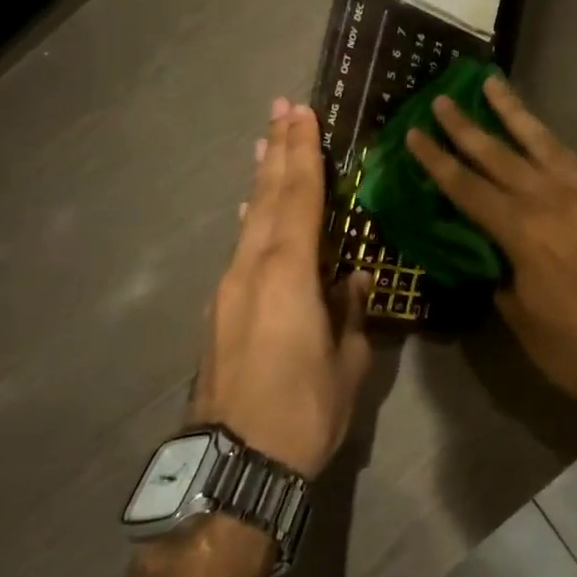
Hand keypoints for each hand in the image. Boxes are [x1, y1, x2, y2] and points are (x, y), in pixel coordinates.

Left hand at [192, 99, 370, 477]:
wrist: (232, 467)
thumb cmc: (303, 411)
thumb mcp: (347, 363)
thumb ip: (351, 313)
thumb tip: (356, 278)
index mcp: (289, 273)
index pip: (300, 198)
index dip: (304, 154)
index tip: (303, 115)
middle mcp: (252, 268)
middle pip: (268, 197)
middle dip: (278, 150)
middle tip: (282, 108)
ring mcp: (229, 288)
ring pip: (250, 219)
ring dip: (261, 179)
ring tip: (265, 144)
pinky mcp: (219, 310)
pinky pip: (241, 247)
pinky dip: (252, 217)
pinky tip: (252, 210)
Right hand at [405, 77, 576, 412]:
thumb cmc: (573, 344)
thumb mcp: (518, 314)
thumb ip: (498, 273)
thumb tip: (488, 252)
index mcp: (521, 231)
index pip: (467, 188)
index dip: (437, 161)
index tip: (414, 133)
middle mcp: (548, 201)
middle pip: (497, 155)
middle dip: (465, 126)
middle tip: (440, 99)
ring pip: (538, 142)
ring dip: (512, 112)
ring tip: (492, 84)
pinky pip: (567, 159)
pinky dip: (547, 140)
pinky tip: (537, 132)